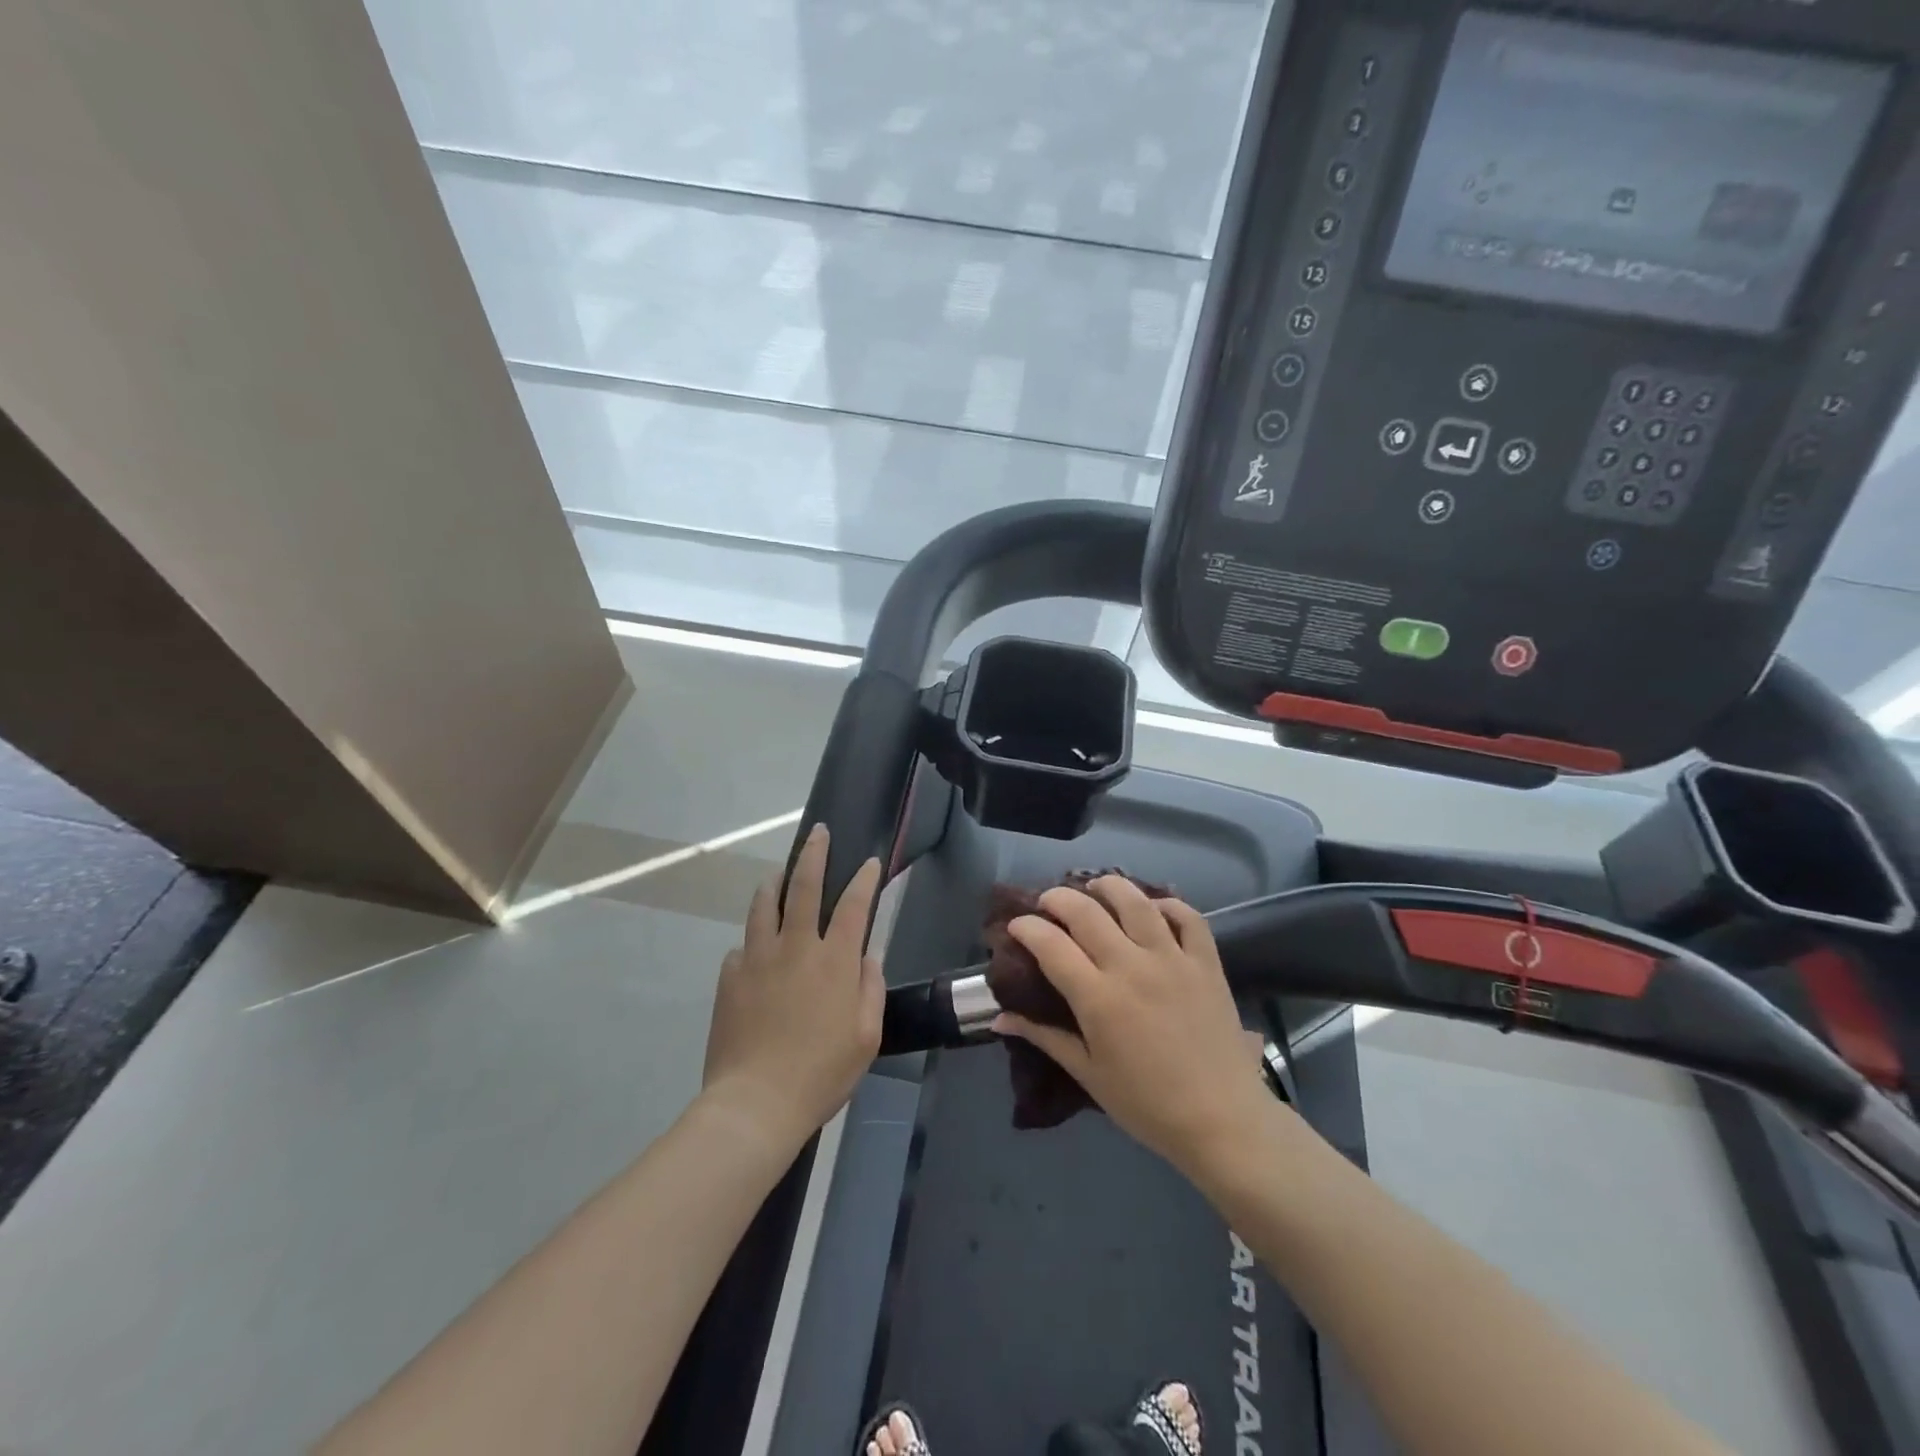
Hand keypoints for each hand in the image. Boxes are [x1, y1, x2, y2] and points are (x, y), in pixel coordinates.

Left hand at [701, 826, 883, 1149]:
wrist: (755, 1103)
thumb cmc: (821, 1073)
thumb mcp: (866, 1036)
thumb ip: (870, 988)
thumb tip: (868, 955)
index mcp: (834, 960)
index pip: (854, 905)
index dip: (864, 879)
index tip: (870, 862)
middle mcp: (796, 947)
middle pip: (804, 887)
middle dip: (814, 854)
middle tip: (818, 833)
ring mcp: (758, 958)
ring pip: (765, 905)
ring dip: (774, 883)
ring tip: (777, 874)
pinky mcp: (729, 977)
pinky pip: (742, 946)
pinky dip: (753, 940)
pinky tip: (755, 948)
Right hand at [994, 877, 1271, 1175]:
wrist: (1222, 1120)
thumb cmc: (1147, 1104)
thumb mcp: (1088, 1074)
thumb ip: (1044, 1037)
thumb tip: (999, 1018)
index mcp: (1098, 997)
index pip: (1051, 944)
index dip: (1027, 927)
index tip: (1016, 925)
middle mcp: (1132, 966)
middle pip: (1086, 912)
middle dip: (1058, 898)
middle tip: (1048, 903)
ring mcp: (1172, 959)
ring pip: (1136, 901)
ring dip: (1109, 886)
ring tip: (1096, 888)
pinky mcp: (1206, 963)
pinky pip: (1188, 917)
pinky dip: (1168, 904)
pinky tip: (1154, 908)